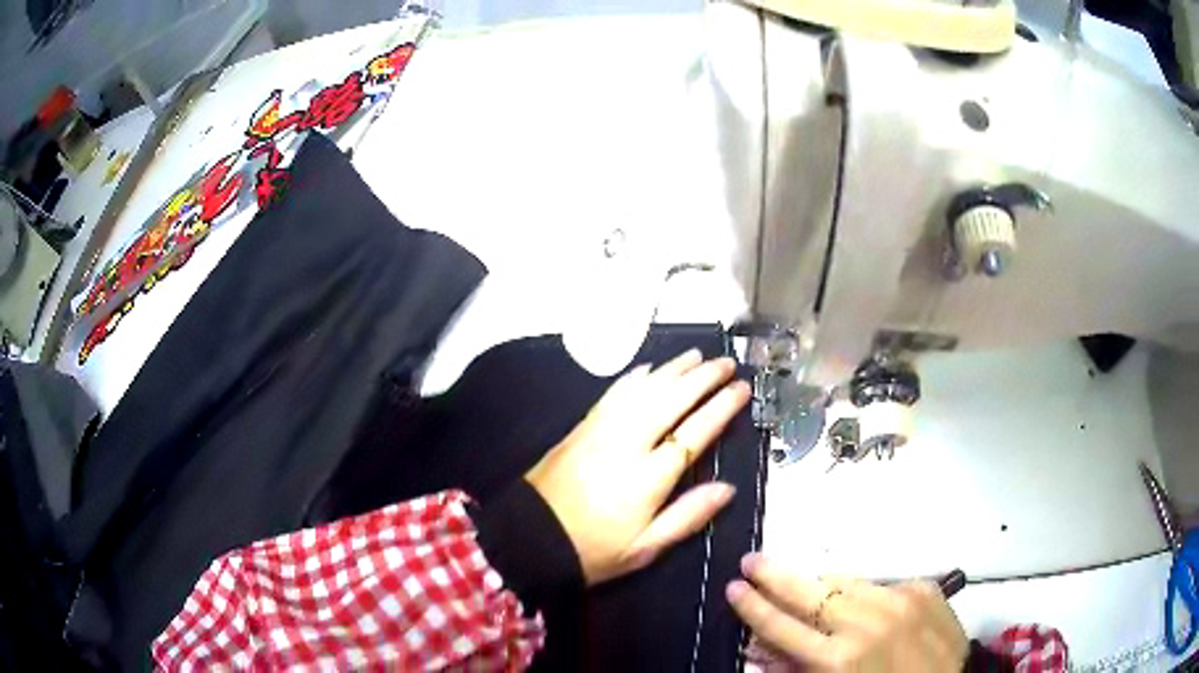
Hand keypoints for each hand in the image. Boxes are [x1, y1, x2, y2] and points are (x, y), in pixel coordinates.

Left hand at [526, 349, 750, 584]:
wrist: (528, 537)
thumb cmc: (592, 550)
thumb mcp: (645, 548)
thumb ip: (688, 516)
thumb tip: (728, 489)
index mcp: (648, 477)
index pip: (695, 432)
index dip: (722, 407)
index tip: (742, 389)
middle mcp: (627, 442)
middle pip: (671, 399)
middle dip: (703, 377)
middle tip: (727, 363)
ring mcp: (601, 430)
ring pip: (644, 388)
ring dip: (673, 369)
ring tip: (697, 355)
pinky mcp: (582, 426)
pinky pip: (614, 392)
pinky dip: (635, 377)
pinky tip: (649, 368)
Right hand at [728, 554, 967, 671]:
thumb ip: (803, 667)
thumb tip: (767, 647)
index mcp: (840, 659)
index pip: (784, 628)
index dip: (754, 608)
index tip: (733, 588)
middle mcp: (867, 622)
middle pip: (810, 592)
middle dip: (775, 575)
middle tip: (750, 560)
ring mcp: (898, 599)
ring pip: (845, 580)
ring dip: (818, 582)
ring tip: (796, 579)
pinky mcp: (922, 587)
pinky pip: (880, 583)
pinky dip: (863, 593)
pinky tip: (861, 605)